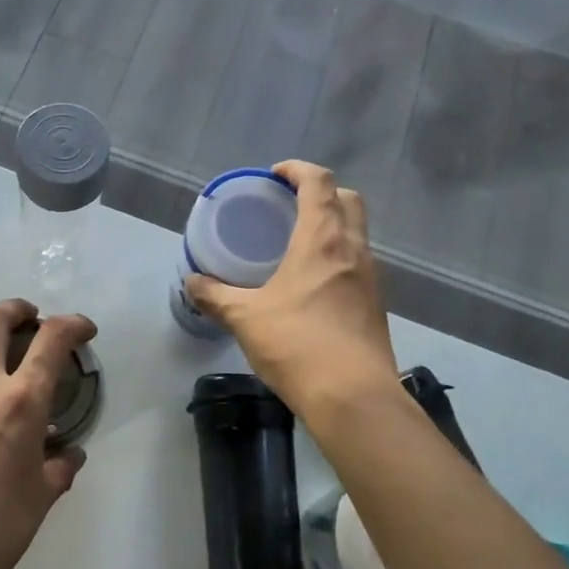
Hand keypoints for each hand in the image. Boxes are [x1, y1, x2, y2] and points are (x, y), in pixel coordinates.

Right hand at [185, 161, 395, 416]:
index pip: (320, 183)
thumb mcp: (246, 318)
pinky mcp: (375, 305)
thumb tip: (192, 283)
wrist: (354, 398)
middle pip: (349, 199)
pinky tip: (313, 283)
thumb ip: (216, 297)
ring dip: (333, 225)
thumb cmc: (297, 345)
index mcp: (323, 240)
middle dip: (322, 192)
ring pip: (358, 232)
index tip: (275, 176)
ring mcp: (371, 278)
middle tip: (289, 205)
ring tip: (298, 242)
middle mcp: (353, 250)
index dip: (298, 170)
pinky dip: (338, 256)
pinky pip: (358, 262)